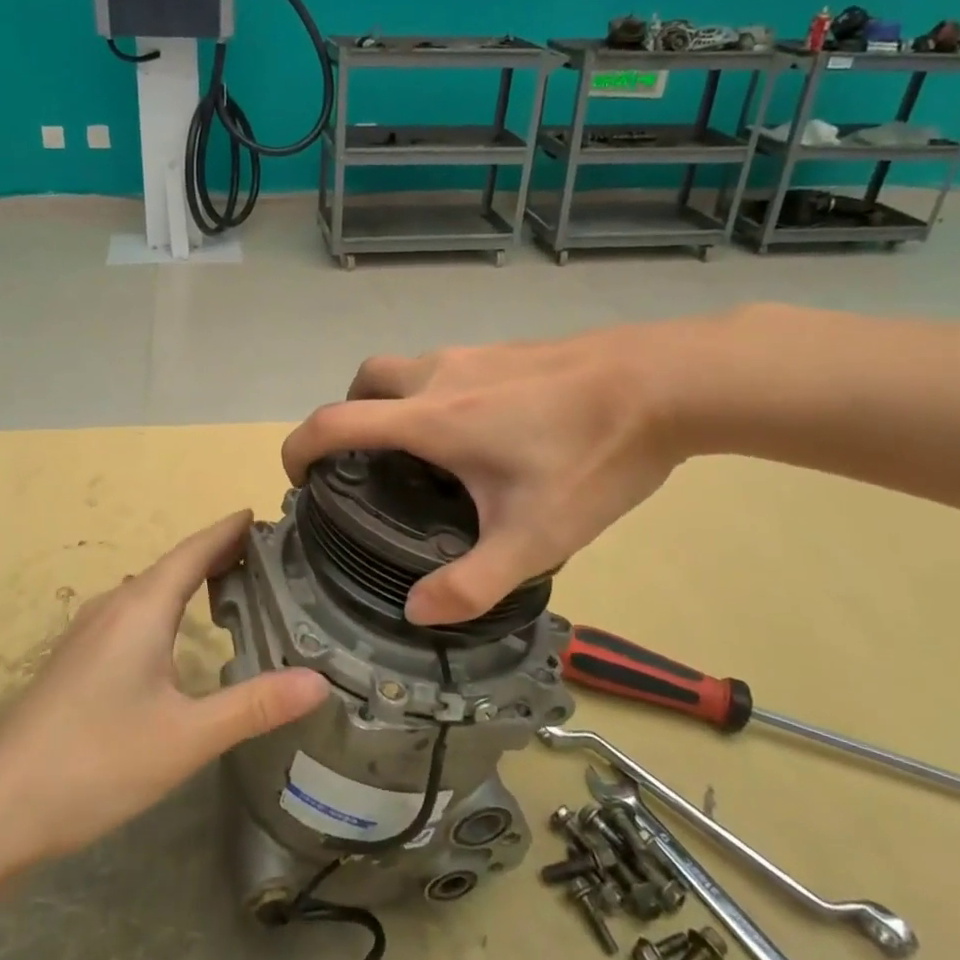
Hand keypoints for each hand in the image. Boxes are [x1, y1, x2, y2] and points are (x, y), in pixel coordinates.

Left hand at [0, 512, 327, 862]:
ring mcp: (88, 633)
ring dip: (187, 579)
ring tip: (226, 586)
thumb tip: (319, 681)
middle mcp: (114, 607)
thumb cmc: (96, 762)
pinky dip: (164, 605)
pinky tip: (171, 635)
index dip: (227, 530)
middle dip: (214, 553)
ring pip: (148, 591)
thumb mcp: (186, 737)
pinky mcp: (75, 660)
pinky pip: (131, 613)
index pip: (194, 550)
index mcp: (142, 608)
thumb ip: (253, 707)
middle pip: (171, 565)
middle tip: (262, 555)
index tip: (260, 514)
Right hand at [281, 327, 690, 625]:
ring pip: (405, 369)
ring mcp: (473, 354)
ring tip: (425, 456)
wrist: (664, 382)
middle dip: (347, 416)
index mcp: (430, 418)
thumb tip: (415, 610)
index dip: (299, 446)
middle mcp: (438, 375)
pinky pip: (444, 367)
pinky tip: (482, 433)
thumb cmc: (592, 456)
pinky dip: (432, 394)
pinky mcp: (504, 349)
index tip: (295, 476)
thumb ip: (471, 583)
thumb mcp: (535, 537)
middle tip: (365, 464)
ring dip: (392, 404)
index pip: (335, 421)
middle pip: (363, 381)